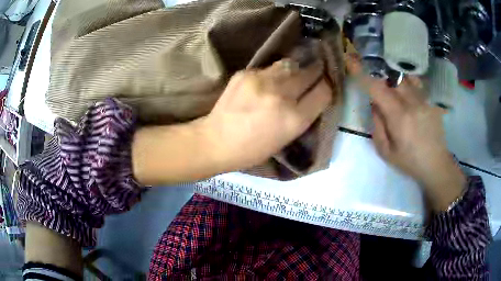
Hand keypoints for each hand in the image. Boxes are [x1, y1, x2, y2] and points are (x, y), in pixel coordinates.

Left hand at [202, 58, 331, 170]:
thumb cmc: (253, 149)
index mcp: (295, 119)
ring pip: (290, 64)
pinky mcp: (245, 73)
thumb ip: (303, 114)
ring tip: (291, 75)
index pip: (324, 92)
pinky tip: (265, 83)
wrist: (216, 141)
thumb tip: (313, 93)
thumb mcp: (286, 138)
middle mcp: (281, 96)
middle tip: (315, 70)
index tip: (324, 84)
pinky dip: (272, 74)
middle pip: (309, 72)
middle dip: (315, 71)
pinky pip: (268, 68)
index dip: (327, 86)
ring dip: (294, 69)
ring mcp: (262, 81)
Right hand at [346, 54, 465, 210]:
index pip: (377, 89)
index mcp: (399, 117)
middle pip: (392, 78)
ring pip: (405, 78)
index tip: (351, 61)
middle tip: (381, 92)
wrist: (436, 164)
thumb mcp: (386, 151)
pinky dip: (408, 85)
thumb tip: (375, 105)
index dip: (362, 74)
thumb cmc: (409, 162)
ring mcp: (424, 100)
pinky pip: (417, 84)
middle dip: (382, 79)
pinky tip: (409, 98)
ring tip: (396, 94)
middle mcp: (412, 103)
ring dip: (396, 81)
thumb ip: (377, 126)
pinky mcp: (431, 101)